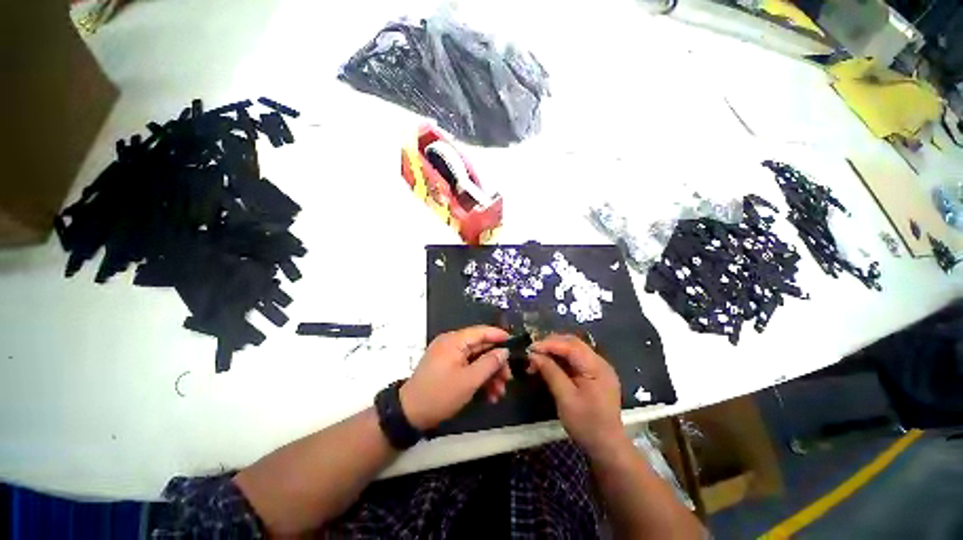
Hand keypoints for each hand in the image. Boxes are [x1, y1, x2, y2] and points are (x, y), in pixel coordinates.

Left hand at [400, 326, 510, 430]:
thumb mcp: (469, 380)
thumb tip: (504, 351)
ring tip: (499, 393)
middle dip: (496, 363)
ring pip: (476, 359)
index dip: (499, 336)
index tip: (515, 344)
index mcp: (454, 341)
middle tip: (508, 379)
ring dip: (489, 374)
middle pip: (480, 347)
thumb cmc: (440, 394)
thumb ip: (489, 363)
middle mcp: (452, 344)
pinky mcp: (448, 367)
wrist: (409, 414)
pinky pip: (468, 367)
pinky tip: (489, 395)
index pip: (481, 331)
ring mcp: (449, 356)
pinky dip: (478, 378)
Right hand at [527, 334, 626, 456]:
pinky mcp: (595, 374)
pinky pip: (576, 359)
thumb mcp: (565, 398)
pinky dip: (561, 359)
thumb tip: (533, 355)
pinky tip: (549, 365)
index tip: (530, 348)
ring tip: (538, 359)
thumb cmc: (586, 424)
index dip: (549, 344)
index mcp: (596, 367)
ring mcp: (599, 368)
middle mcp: (600, 362)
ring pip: (573, 349)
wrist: (607, 447)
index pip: (570, 346)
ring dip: (554, 351)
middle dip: (551, 344)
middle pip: (573, 343)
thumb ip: (550, 372)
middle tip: (533, 353)